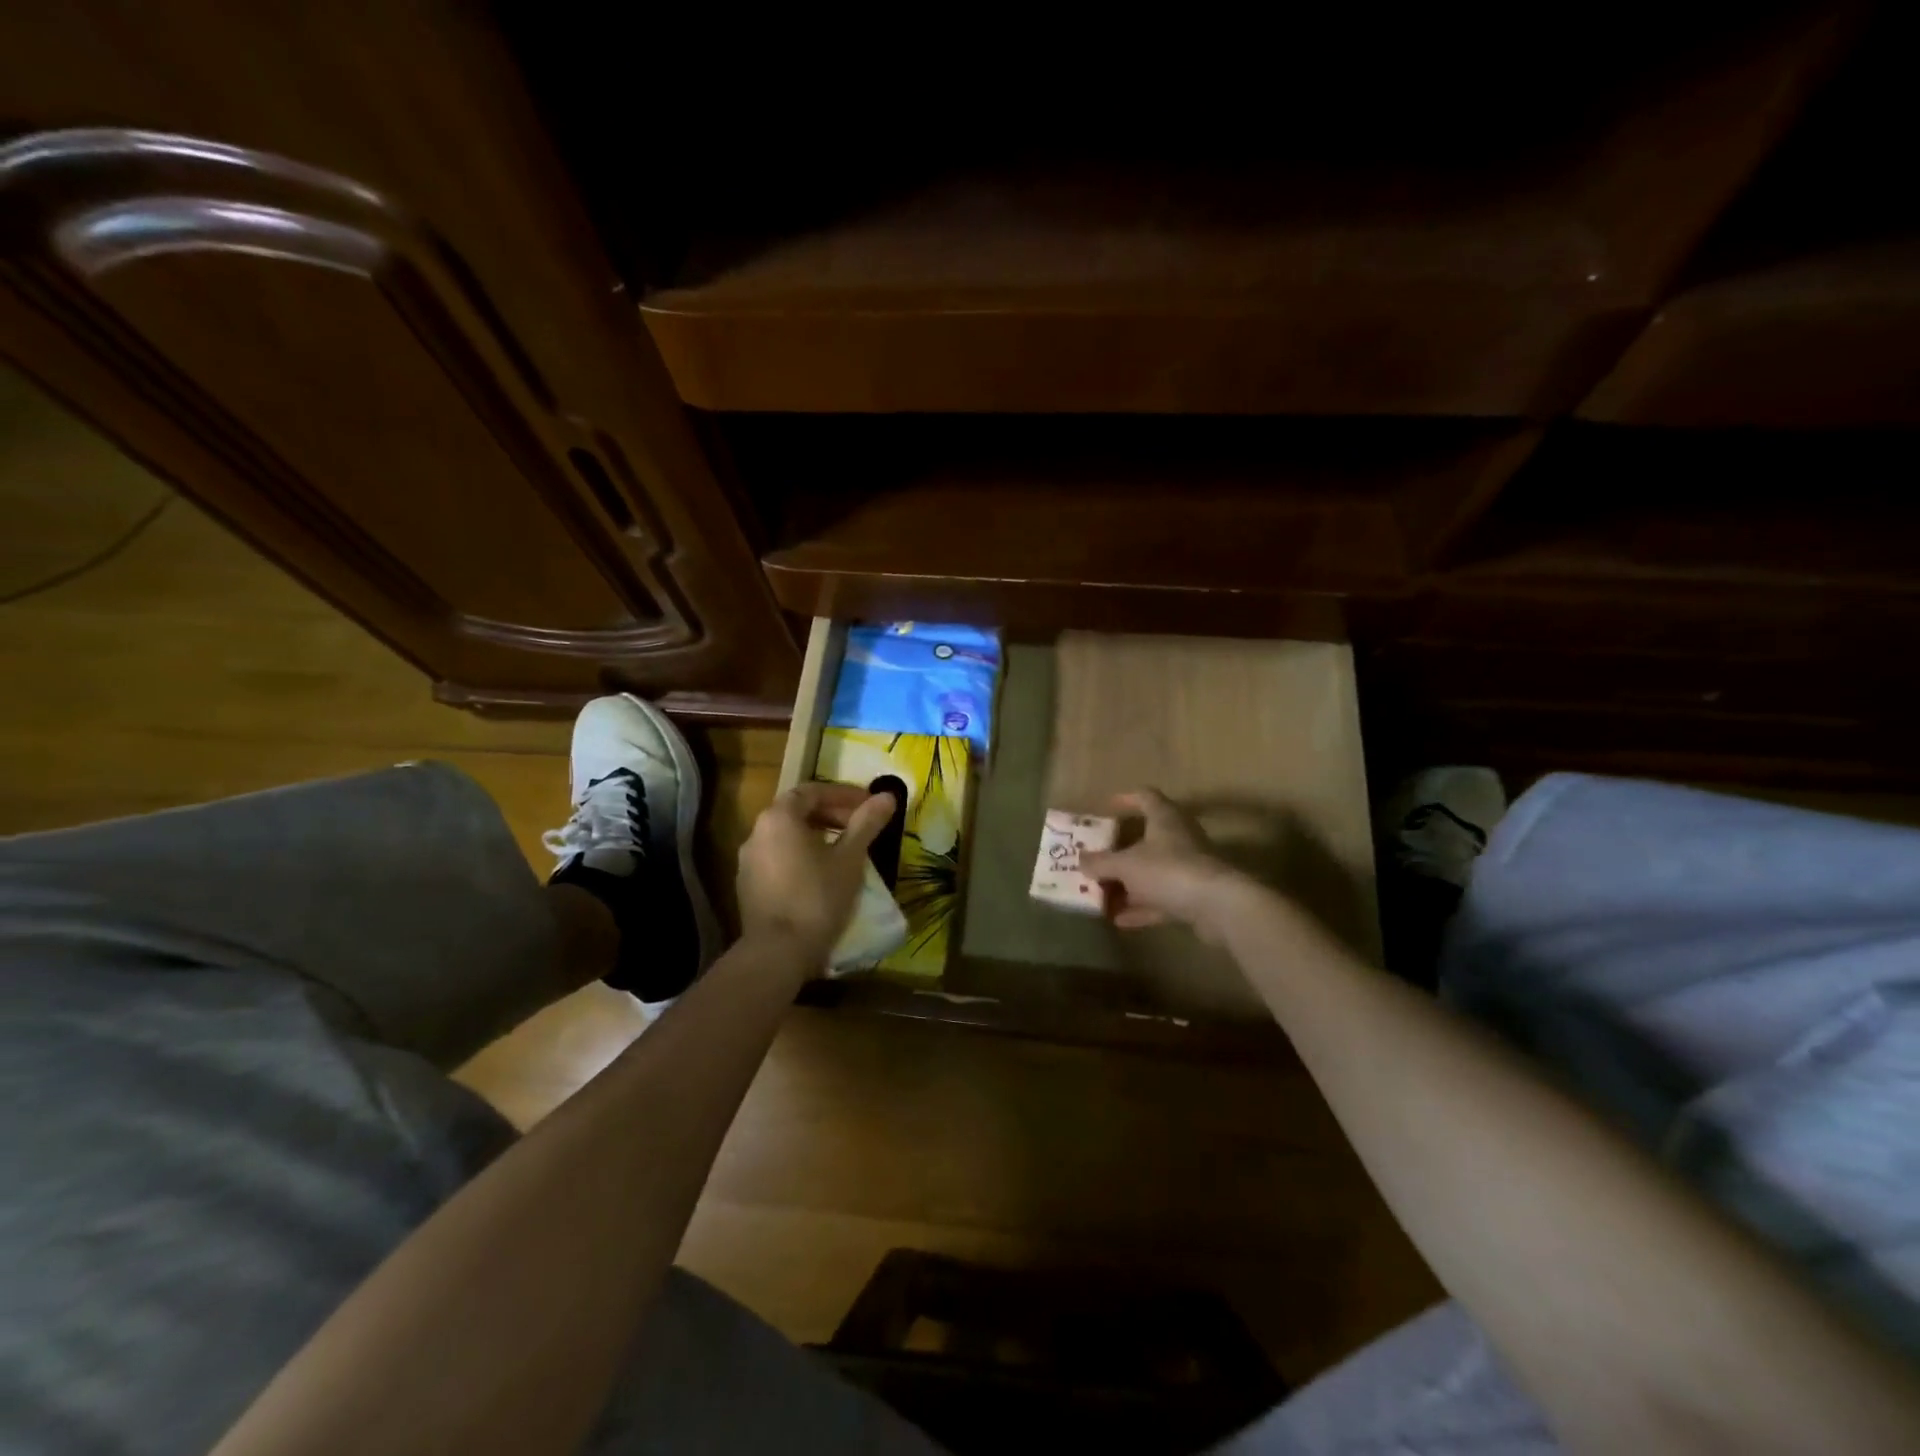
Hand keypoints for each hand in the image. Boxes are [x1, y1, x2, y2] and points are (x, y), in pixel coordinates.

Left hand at [737, 782, 894, 963]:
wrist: (777, 953)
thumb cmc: (817, 898)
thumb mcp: (849, 858)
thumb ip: (866, 823)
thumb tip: (887, 796)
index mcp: (779, 818)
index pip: (812, 791)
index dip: (843, 794)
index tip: (869, 805)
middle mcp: (757, 832)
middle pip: (797, 811)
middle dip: (831, 814)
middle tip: (860, 826)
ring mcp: (748, 861)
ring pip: (787, 836)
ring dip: (817, 835)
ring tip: (845, 851)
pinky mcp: (748, 886)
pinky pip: (778, 858)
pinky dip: (801, 856)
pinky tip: (822, 876)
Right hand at [1079, 789, 1250, 941]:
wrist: (1218, 906)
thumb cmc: (1168, 870)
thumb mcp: (1126, 865)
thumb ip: (1101, 862)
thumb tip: (1080, 859)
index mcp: (1165, 818)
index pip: (1146, 797)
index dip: (1126, 799)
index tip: (1107, 807)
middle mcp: (1179, 838)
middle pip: (1147, 839)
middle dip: (1121, 851)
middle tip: (1097, 858)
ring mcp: (1189, 868)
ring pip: (1153, 872)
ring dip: (1129, 884)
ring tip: (1102, 893)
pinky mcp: (1195, 896)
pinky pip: (1161, 899)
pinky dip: (1141, 907)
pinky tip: (1120, 920)